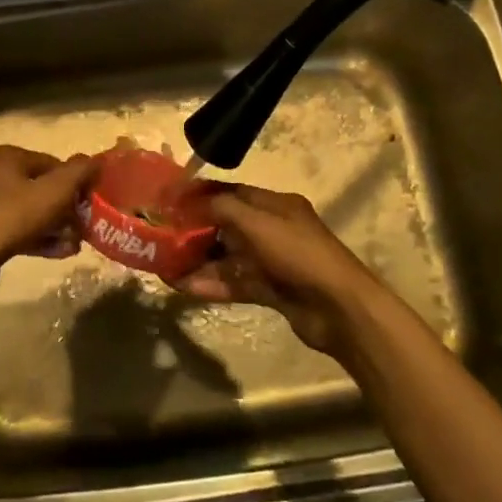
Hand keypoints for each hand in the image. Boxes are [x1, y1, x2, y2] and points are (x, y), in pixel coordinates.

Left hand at [0, 145, 95, 299]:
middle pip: (39, 188)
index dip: (75, 182)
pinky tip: (59, 253)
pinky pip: (15, 231)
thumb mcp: (54, 191)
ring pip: (28, 212)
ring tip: (75, 244)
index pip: (52, 163)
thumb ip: (78, 173)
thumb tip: (96, 160)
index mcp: (7, 158)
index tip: (90, 202)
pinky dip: (37, 239)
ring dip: (54, 226)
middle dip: (65, 208)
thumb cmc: (11, 216)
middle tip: (84, 226)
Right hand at [178, 185, 381, 355]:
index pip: (231, 192)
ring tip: (165, 266)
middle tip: (162, 237)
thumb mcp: (257, 223)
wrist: (339, 309)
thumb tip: (190, 201)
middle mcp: (273, 229)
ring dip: (198, 261)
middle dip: (195, 230)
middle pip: (226, 225)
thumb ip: (221, 208)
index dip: (200, 195)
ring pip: (228, 257)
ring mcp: (272, 262)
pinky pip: (234, 282)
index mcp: (276, 205)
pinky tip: (183, 287)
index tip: (169, 201)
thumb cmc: (298, 254)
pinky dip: (211, 284)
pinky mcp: (271, 291)